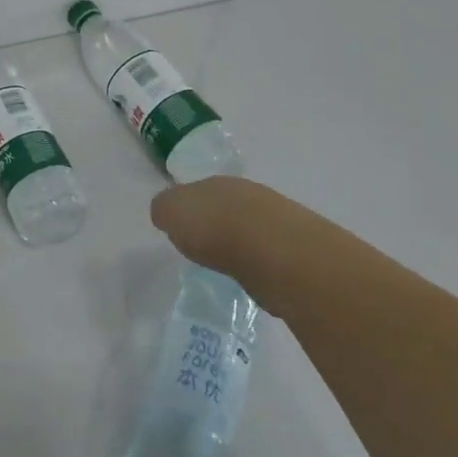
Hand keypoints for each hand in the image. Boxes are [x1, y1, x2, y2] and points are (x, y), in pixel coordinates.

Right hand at [150, 175, 307, 280]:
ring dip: (238, 243)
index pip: (196, 190)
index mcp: (214, 181)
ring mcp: (274, 219)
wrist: (272, 250)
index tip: (182, 229)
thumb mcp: (169, 211)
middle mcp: (245, 193)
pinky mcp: (293, 249)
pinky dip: (256, 262)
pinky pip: (266, 253)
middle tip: (203, 247)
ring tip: (227, 265)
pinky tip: (250, 275)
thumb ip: (164, 210)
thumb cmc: (213, 226)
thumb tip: (167, 215)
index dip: (188, 209)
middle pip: (224, 207)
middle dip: (214, 223)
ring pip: (248, 228)